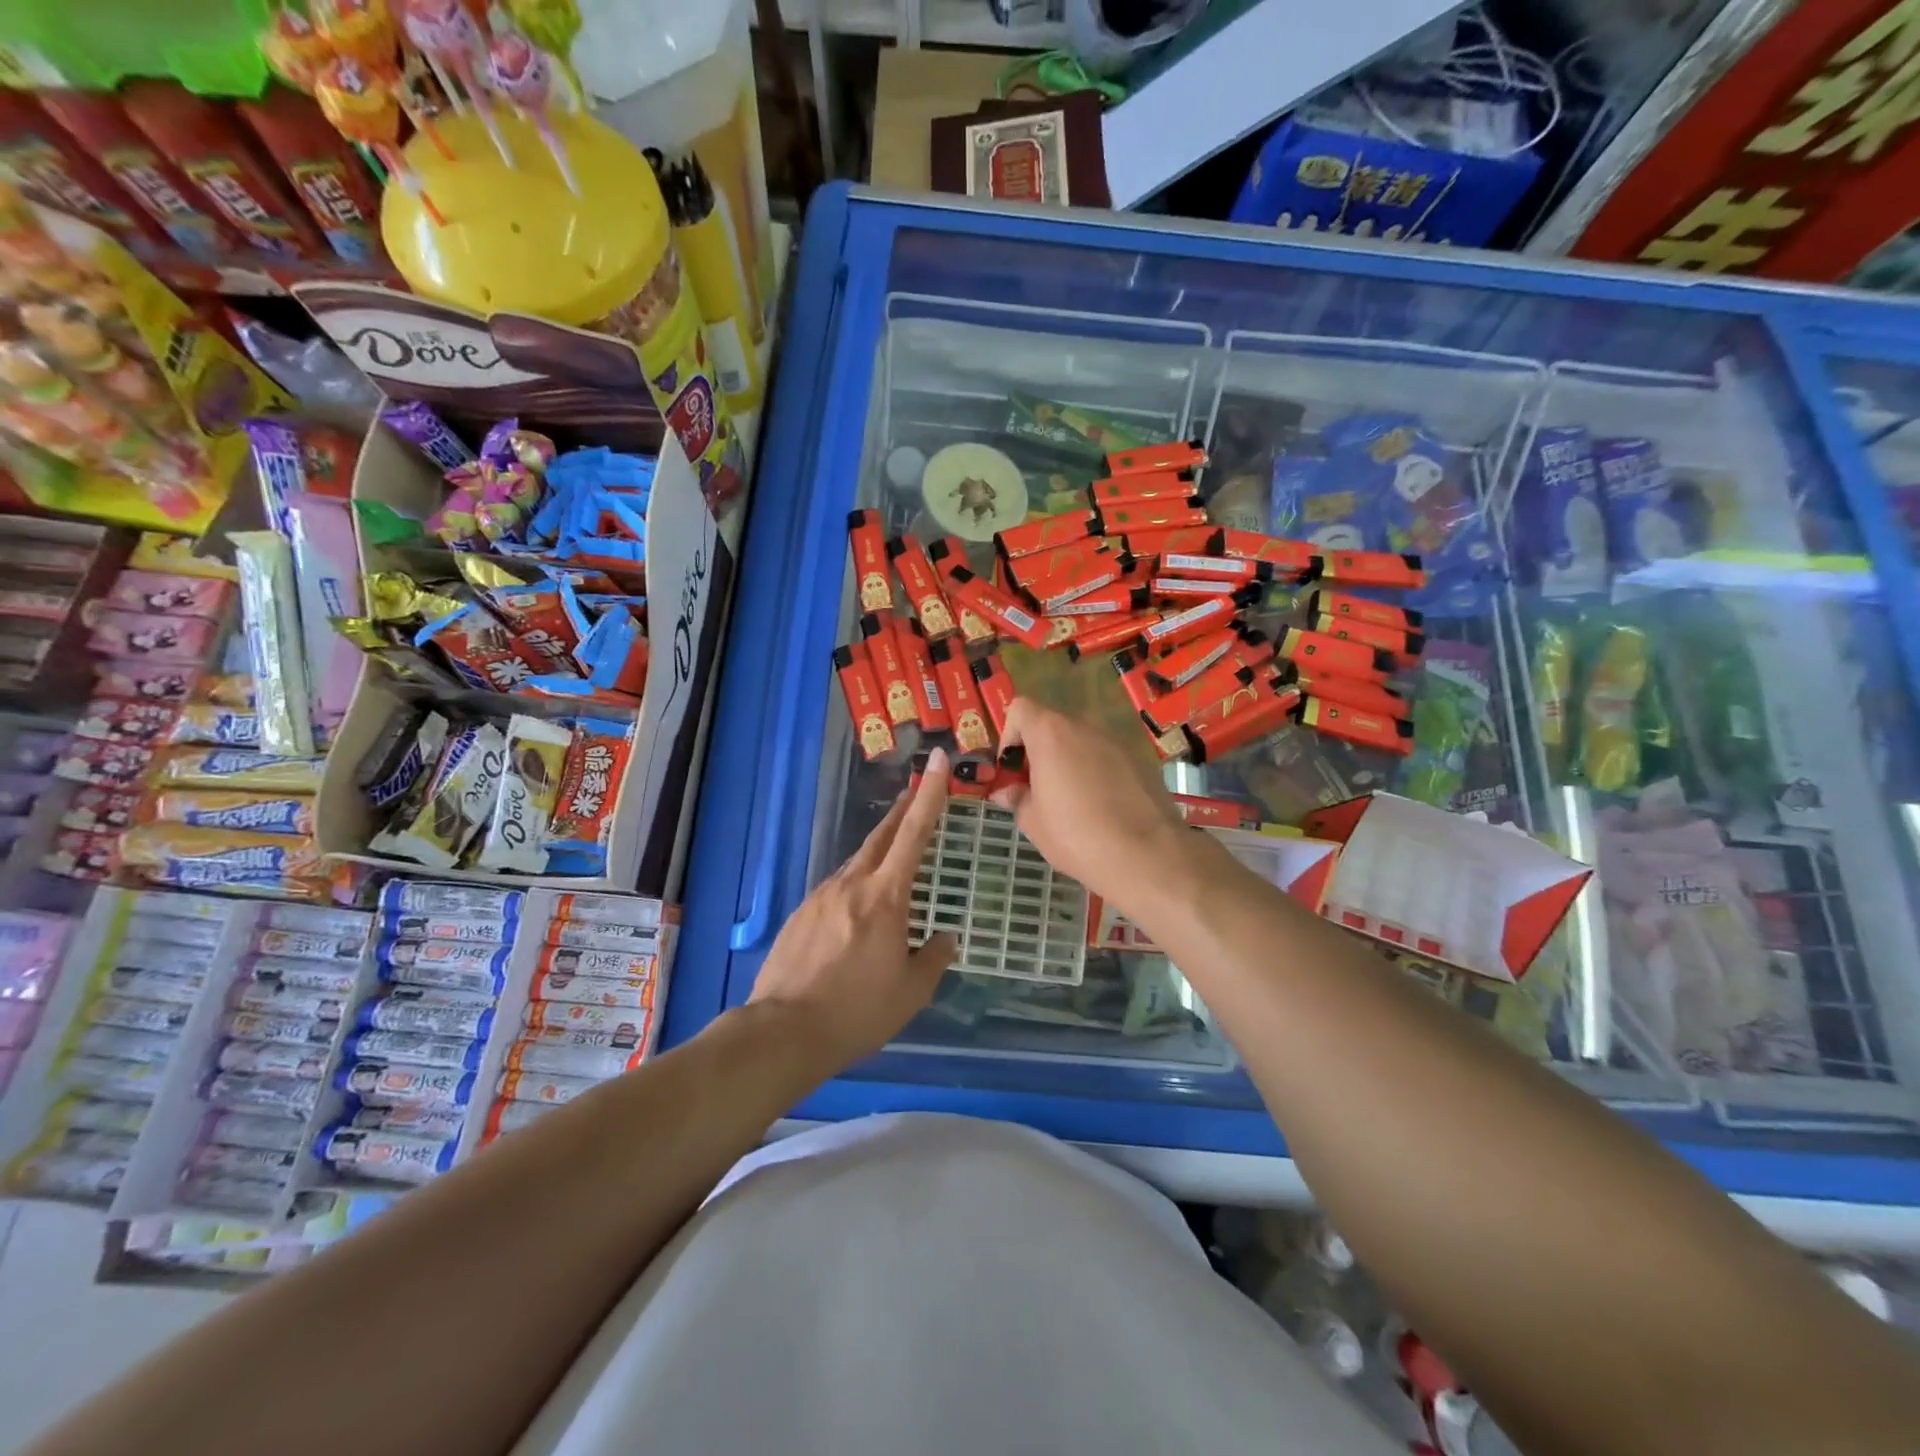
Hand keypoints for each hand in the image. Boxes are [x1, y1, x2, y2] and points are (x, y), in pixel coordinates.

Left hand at [748, 747, 958, 1064]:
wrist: (783, 1031)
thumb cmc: (857, 1012)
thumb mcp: (911, 992)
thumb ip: (934, 958)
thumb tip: (946, 937)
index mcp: (885, 897)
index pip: (914, 833)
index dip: (931, 795)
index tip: (939, 761)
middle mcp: (852, 884)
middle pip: (882, 836)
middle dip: (903, 810)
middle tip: (917, 790)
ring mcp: (821, 896)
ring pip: (857, 862)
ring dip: (879, 851)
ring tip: (893, 860)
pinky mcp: (801, 913)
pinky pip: (837, 888)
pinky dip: (855, 885)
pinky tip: (857, 910)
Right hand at [989, 698, 1194, 905]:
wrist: (1145, 855)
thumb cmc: (1075, 835)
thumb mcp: (1033, 822)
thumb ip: (1017, 798)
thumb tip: (1007, 792)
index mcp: (1051, 733)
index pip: (1021, 708)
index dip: (1010, 735)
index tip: (1013, 769)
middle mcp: (1084, 727)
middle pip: (1052, 725)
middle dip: (1040, 752)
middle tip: (1037, 789)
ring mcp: (1116, 742)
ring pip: (1081, 742)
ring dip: (1069, 762)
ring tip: (1071, 802)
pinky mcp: (1140, 761)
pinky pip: (1107, 758)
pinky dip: (1097, 773)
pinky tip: (1101, 809)